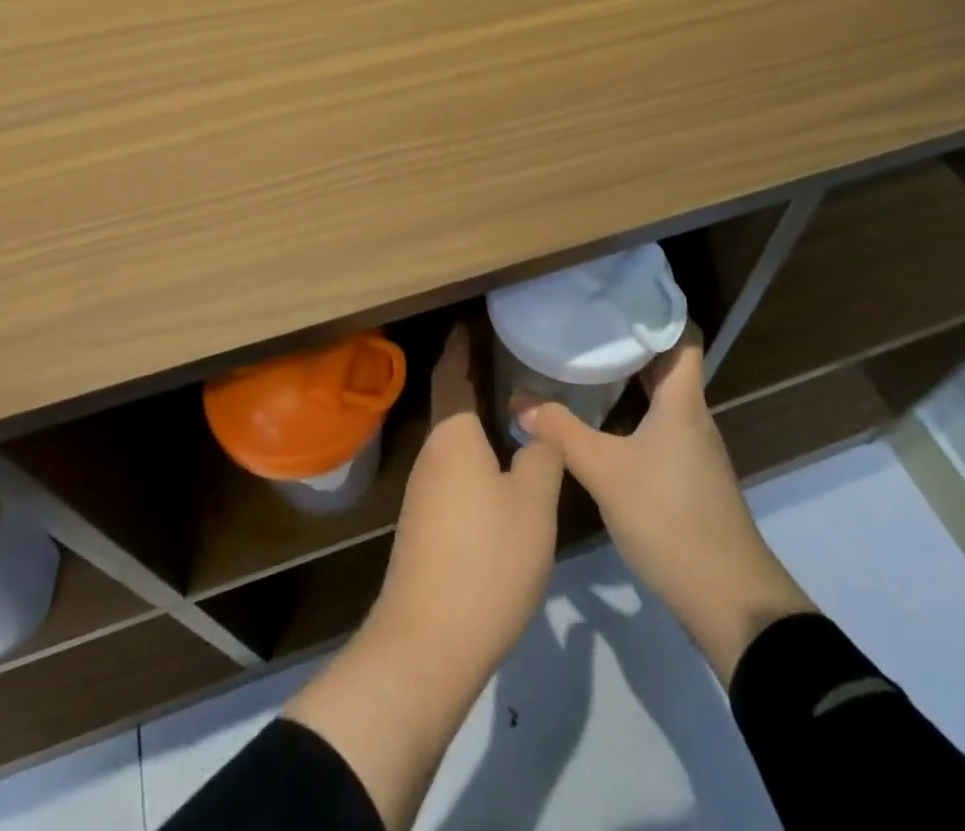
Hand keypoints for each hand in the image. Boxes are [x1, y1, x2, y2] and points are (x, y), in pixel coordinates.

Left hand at [372, 322, 563, 671]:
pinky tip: (501, 472)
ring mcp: (423, 494)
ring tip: (514, 410)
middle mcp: (431, 455)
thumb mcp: (532, 503)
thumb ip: (541, 456)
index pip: (452, 374)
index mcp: (453, 437)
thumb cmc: (485, 559)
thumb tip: (537, 429)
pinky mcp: (425, 527)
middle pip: (453, 406)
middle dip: (475, 380)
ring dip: (478, 423)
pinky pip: (454, 473)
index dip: (461, 345)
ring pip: (454, 443)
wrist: (427, 645)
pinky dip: (476, 457)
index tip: (471, 320)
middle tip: (511, 359)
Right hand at [520, 330, 815, 684]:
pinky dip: (631, 413)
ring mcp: (693, 450)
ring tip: (586, 363)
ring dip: (629, 379)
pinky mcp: (688, 478)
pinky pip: (658, 426)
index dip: (658, 310)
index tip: (619, 294)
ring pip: (661, 398)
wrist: (729, 600)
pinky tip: (600, 422)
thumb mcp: (606, 472)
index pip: (683, 337)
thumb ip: (561, 432)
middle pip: (666, 364)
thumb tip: (519, 399)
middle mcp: (692, 417)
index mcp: (682, 402)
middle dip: (630, 342)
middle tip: (587, 323)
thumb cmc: (671, 518)